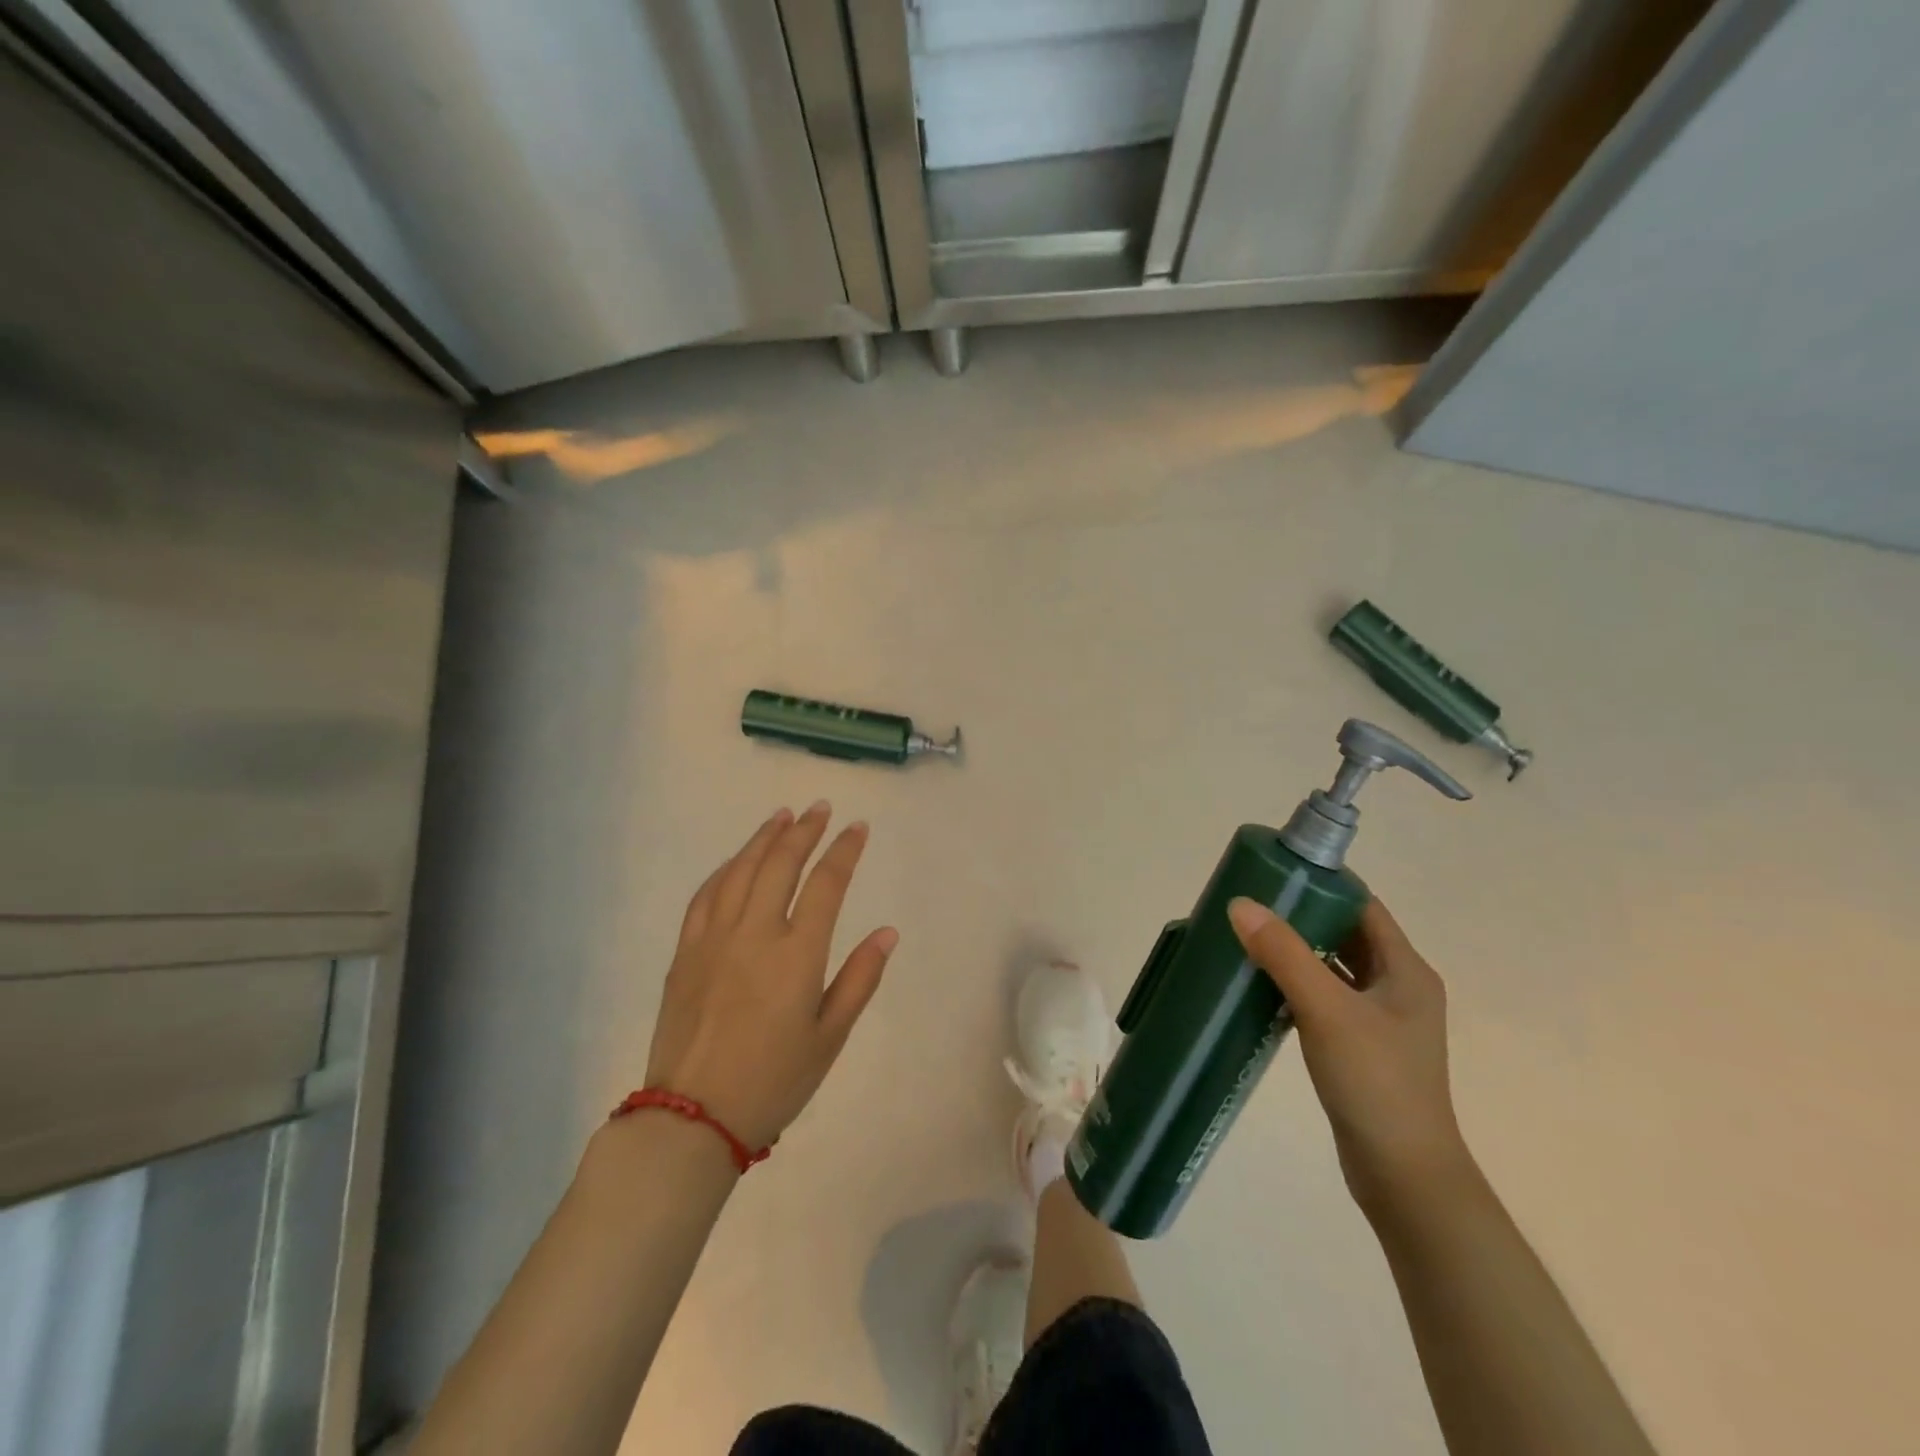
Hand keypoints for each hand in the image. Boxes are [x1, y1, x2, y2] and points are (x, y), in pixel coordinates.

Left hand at [645, 803, 897, 1151]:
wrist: (693, 1118)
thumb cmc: (774, 1081)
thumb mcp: (830, 1037)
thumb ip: (859, 979)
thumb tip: (887, 932)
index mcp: (797, 954)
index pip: (827, 884)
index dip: (845, 850)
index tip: (858, 827)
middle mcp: (755, 933)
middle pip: (781, 864)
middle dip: (805, 831)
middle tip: (821, 808)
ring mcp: (715, 938)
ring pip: (741, 870)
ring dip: (764, 838)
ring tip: (783, 816)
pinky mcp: (685, 951)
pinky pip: (706, 895)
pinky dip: (726, 868)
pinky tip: (737, 860)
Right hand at [1228, 896, 1471, 1215]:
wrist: (1404, 1176)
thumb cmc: (1376, 1083)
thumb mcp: (1327, 1011)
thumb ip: (1284, 955)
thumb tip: (1241, 904)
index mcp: (1405, 970)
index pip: (1363, 906)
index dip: (1323, 884)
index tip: (1275, 871)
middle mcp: (1397, 987)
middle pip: (1345, 933)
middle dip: (1300, 915)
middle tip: (1250, 903)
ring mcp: (1380, 1020)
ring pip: (1332, 967)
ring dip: (1295, 951)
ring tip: (1247, 936)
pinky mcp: (1360, 1046)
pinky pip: (1323, 998)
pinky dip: (1295, 984)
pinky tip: (1260, 986)